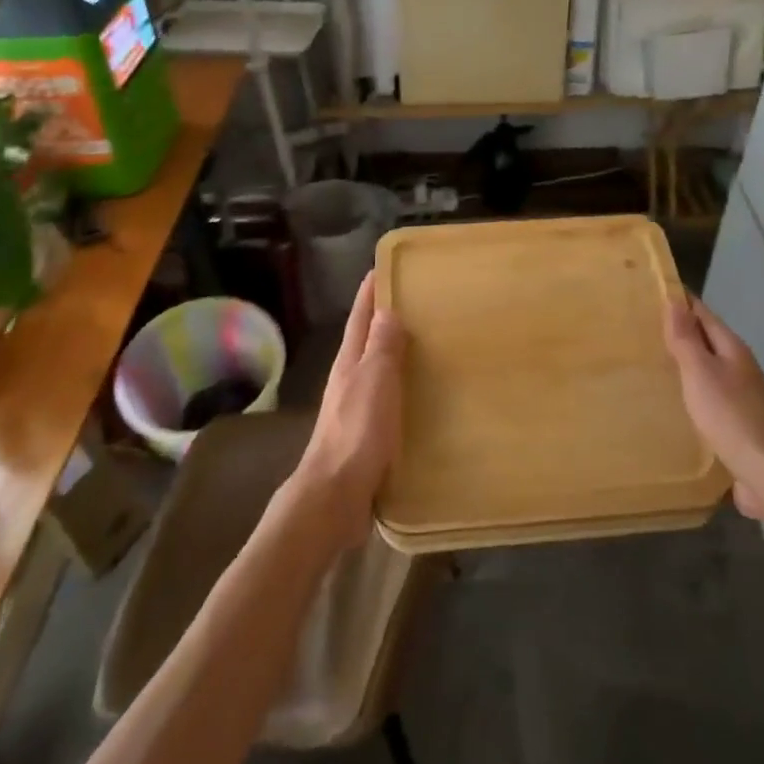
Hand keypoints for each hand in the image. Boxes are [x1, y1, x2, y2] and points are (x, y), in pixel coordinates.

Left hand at [291, 271, 404, 546]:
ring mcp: (355, 409)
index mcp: (349, 363)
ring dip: (395, 355)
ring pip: (376, 371)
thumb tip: (387, 310)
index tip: (383, 268)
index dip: (369, 293)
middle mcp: (349, 381)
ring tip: (427, 345)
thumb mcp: (374, 380)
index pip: (360, 318)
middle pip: (365, 341)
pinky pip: (387, 400)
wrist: (336, 494)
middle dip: (384, 320)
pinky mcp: (366, 435)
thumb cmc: (357, 431)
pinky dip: (402, 388)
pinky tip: (421, 396)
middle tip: (418, 303)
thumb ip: (381, 346)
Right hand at [664, 295, 763, 520]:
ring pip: (707, 370)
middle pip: (705, 341)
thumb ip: (686, 339)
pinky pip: (708, 399)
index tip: (650, 290)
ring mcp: (740, 397)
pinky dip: (689, 393)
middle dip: (677, 332)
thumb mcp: (702, 373)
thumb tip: (674, 300)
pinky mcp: (736, 425)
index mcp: (732, 349)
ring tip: (648, 363)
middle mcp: (738, 367)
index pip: (702, 313)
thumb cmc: (733, 417)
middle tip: (639, 327)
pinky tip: (672, 403)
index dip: (678, 301)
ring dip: (683, 363)